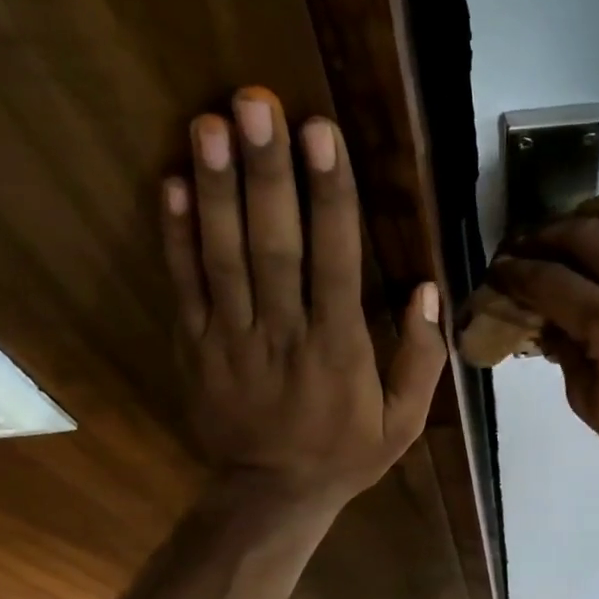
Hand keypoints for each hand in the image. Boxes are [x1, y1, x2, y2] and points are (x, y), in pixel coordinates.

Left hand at [162, 88, 445, 511]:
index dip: (328, 195)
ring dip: (216, 189)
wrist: (271, 495)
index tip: (320, 134)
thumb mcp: (403, 422)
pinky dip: (175, 236)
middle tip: (257, 103)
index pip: (335, 260)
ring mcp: (232, 338)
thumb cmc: (345, 454)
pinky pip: (185, 286)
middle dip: (266, 173)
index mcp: (339, 349)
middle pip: (274, 245)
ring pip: (223, 256)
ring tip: (210, 123)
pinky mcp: (196, 346)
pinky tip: (172, 184)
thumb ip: (421, 359)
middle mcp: (284, 334)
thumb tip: (427, 290)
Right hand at [488, 193, 598, 481]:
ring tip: (570, 231)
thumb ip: (563, 349)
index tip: (497, 270)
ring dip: (589, 214)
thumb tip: (545, 316)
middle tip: (523, 248)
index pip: (551, 280)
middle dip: (543, 236)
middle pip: (583, 233)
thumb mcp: (588, 400)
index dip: (515, 273)